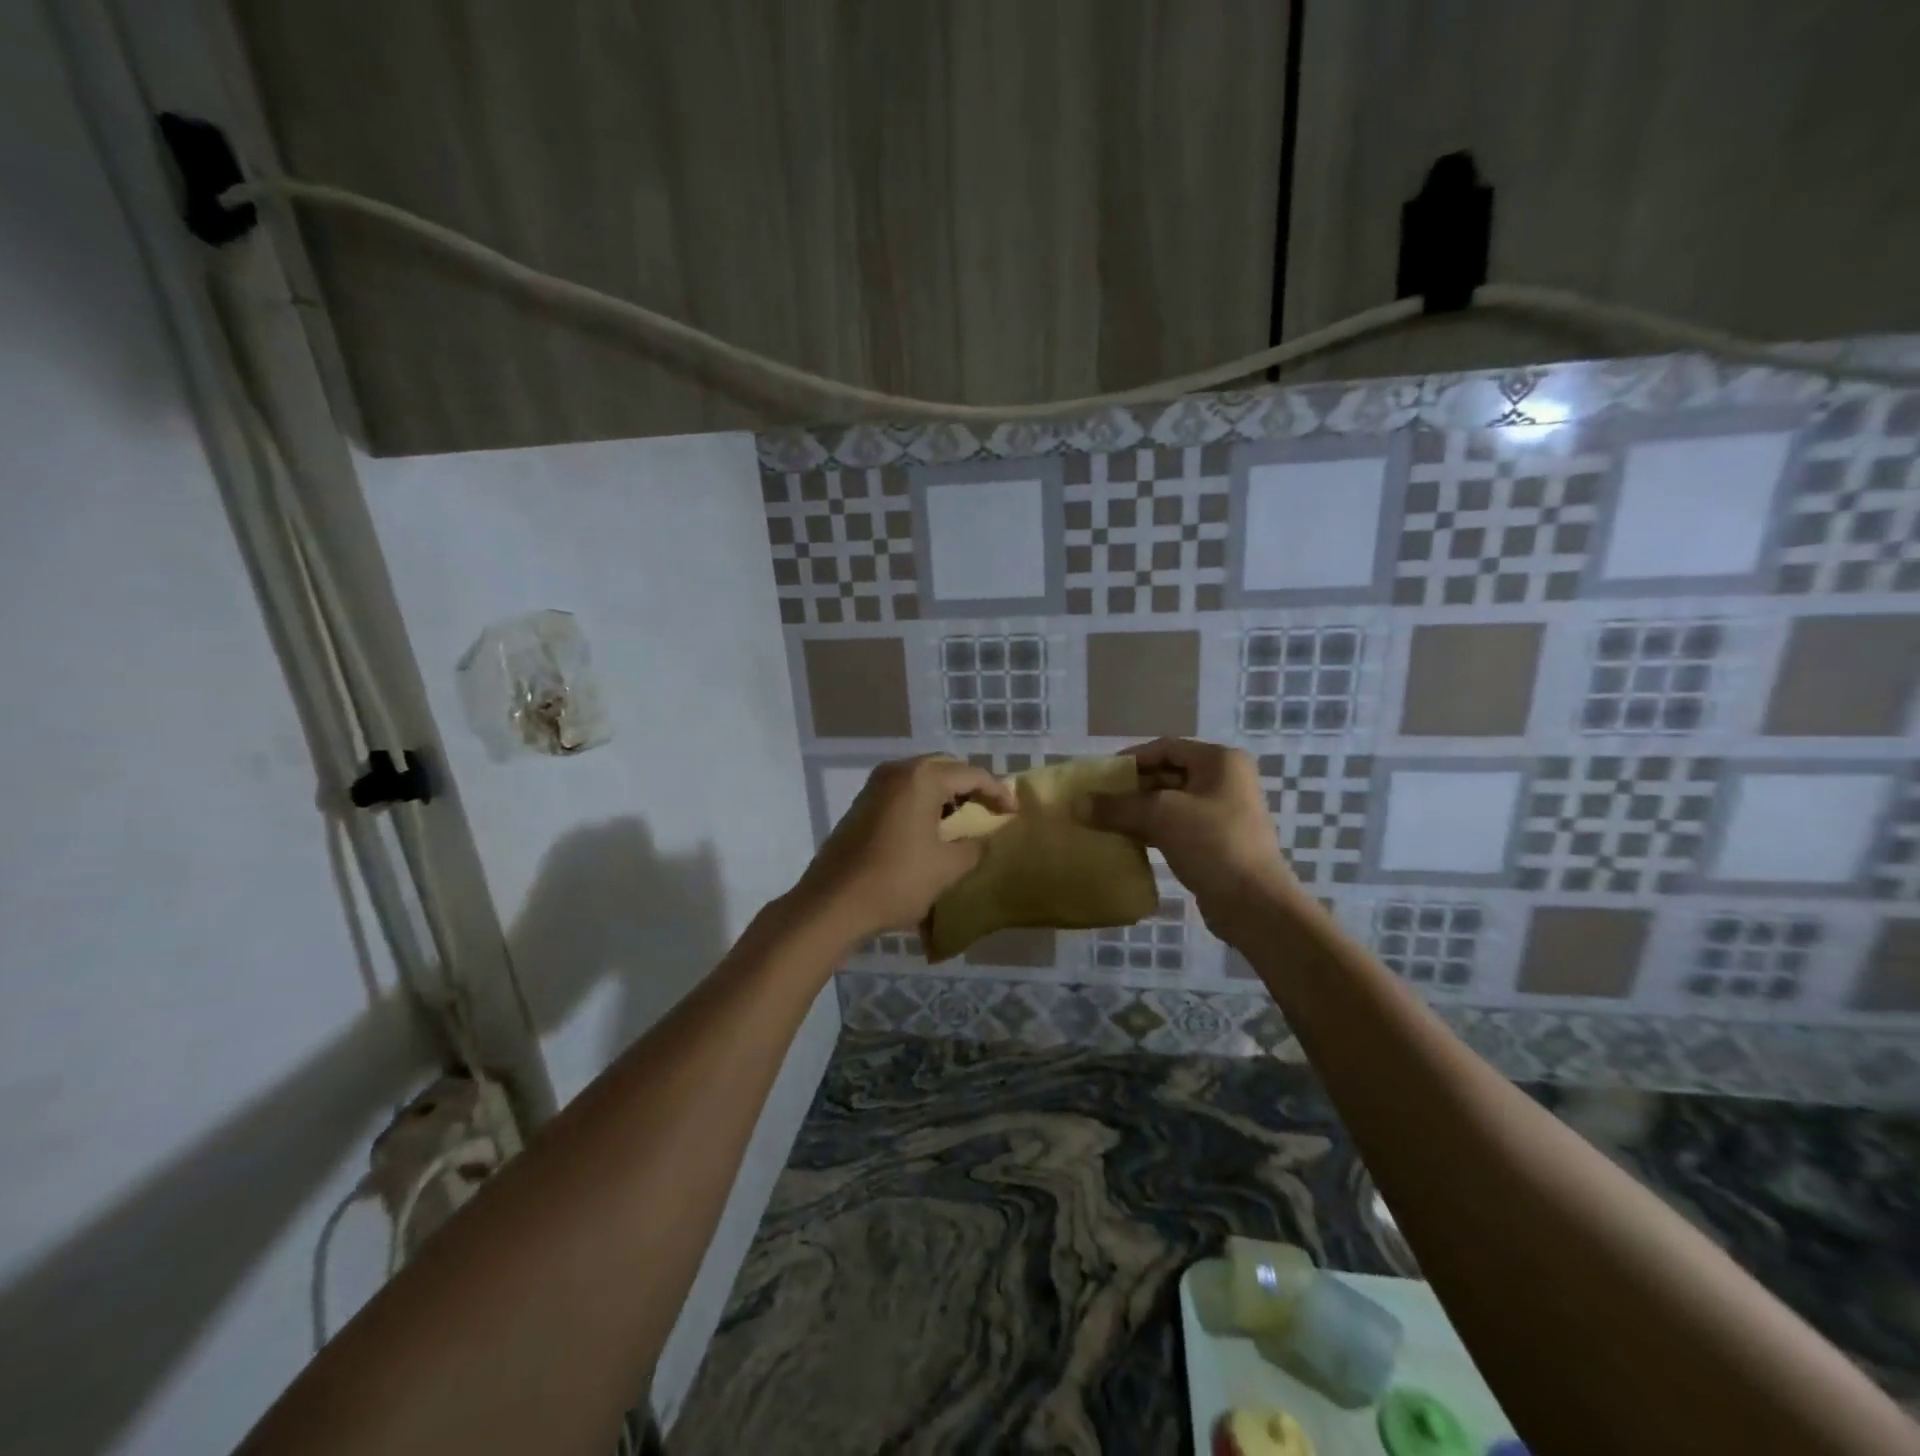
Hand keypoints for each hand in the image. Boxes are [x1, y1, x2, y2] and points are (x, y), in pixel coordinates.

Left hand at [790, 755, 1015, 943]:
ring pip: (922, 779)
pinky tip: (931, 828)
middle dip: (971, 787)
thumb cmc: (896, 880)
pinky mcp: (862, 804)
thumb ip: (974, 847)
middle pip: (945, 769)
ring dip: (946, 794)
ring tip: (963, 820)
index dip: (997, 792)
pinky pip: (903, 792)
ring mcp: (875, 786)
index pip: (972, 774)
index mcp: (922, 778)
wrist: (832, 903)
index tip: (1013, 812)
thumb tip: (982, 838)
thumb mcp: (947, 867)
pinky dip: (923, 802)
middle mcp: (897, 771)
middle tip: (990, 810)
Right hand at [1076, 738, 1299, 937]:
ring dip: (1139, 811)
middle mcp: (1225, 780)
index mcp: (1220, 761)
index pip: (1165, 748)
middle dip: (1132, 788)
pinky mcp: (1217, 842)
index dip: (1131, 759)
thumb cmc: (1212, 844)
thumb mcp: (1161, 817)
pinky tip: (1126, 841)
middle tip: (1098, 801)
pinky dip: (1151, 830)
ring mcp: (1223, 812)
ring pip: (1170, 803)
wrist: (1254, 904)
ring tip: (1105, 822)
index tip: (1100, 776)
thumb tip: (1076, 804)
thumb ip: (1117, 807)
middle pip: (1167, 774)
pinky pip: (1177, 826)